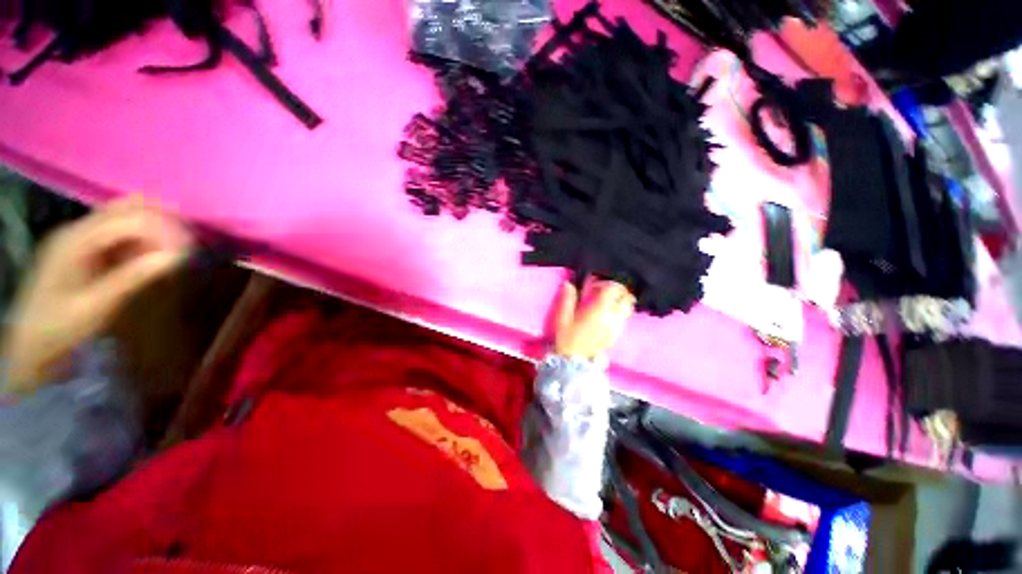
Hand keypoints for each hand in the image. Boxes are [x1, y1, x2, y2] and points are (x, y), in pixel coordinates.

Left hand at [1, 197, 192, 394]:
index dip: (164, 228)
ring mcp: (78, 236)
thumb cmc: (61, 327)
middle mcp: (77, 229)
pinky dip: (142, 235)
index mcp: (77, 240)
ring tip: (180, 244)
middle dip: (163, 218)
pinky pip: (118, 229)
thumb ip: (133, 277)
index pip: (129, 219)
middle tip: (191, 239)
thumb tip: (176, 257)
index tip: (192, 246)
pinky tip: (155, 250)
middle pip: (127, 207)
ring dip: (155, 224)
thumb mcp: (96, 306)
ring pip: (124, 214)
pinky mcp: (83, 246)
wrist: (31, 342)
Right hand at [552, 278, 635, 359]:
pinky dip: (620, 313)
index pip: (613, 289)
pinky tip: (606, 316)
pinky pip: (625, 319)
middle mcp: (613, 317)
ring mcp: (617, 327)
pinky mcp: (617, 335)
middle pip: (627, 297)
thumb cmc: (567, 338)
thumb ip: (567, 300)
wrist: (575, 362)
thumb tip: (568, 284)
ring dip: (620, 302)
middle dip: (618, 291)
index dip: (605, 283)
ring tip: (606, 304)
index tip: (594, 287)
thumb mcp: (563, 318)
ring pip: (628, 308)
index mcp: (599, 310)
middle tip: (604, 293)